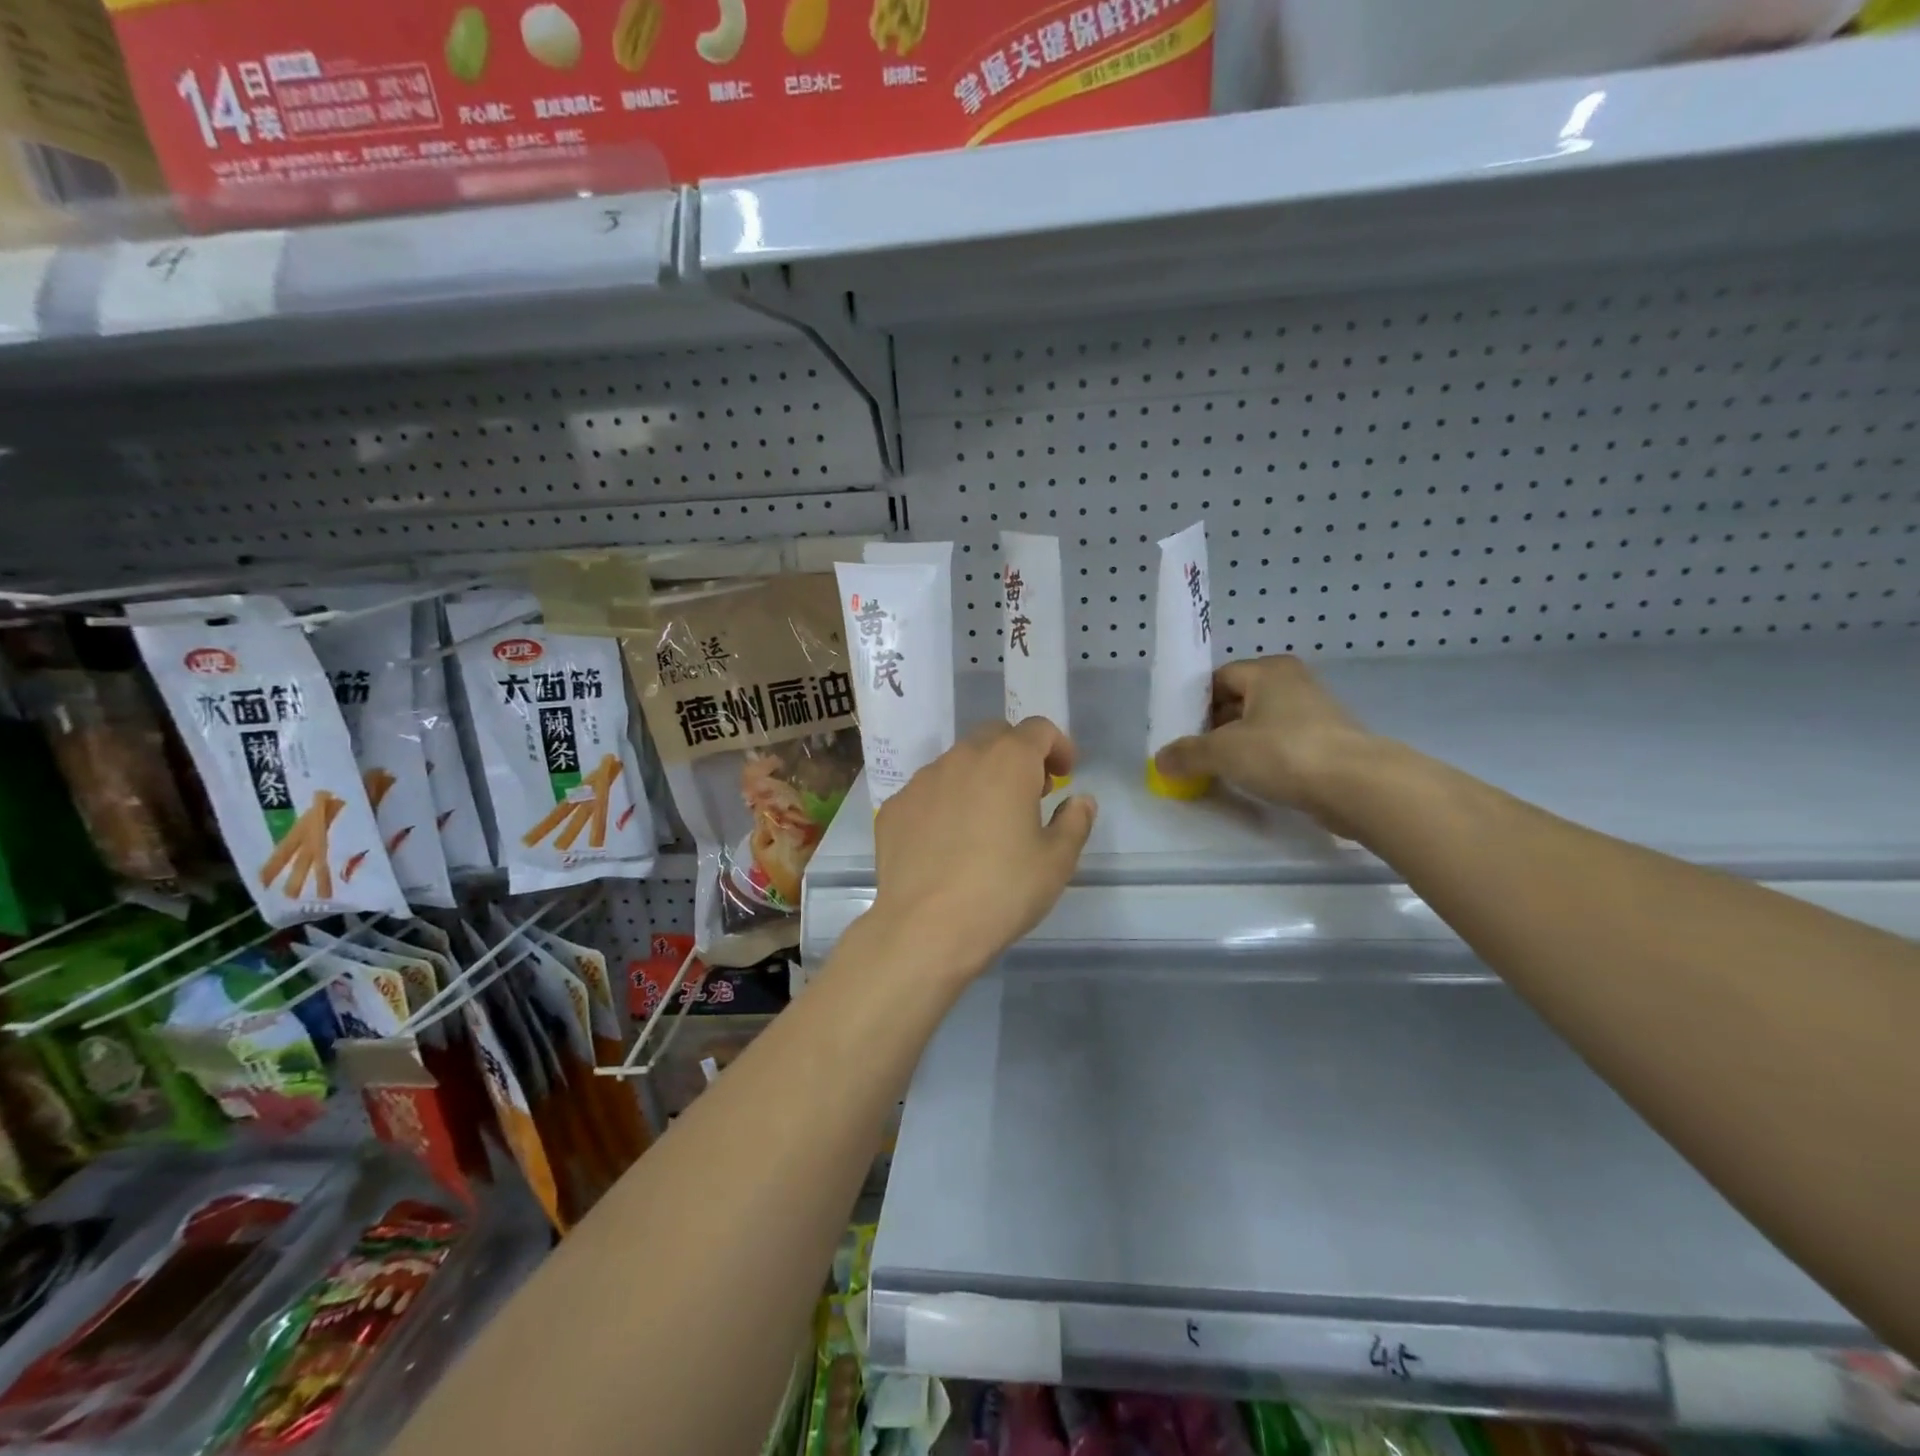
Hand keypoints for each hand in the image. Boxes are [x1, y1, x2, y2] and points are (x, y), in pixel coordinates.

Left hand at [870, 718, 1096, 982]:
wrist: (926, 928)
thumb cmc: (1003, 890)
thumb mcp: (1056, 861)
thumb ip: (1074, 821)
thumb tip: (1079, 800)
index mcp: (1008, 761)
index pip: (1038, 729)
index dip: (1058, 746)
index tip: (1064, 775)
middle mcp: (962, 758)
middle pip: (995, 736)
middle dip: (1017, 755)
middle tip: (1029, 794)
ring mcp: (922, 781)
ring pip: (958, 763)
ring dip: (979, 778)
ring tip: (986, 821)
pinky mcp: (894, 807)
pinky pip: (927, 792)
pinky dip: (945, 803)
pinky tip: (947, 843)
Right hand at [1153, 656, 1374, 828]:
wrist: (1357, 786)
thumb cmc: (1284, 752)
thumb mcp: (1223, 752)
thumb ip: (1187, 754)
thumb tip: (1160, 761)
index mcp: (1268, 671)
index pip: (1219, 678)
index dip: (1195, 703)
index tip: (1180, 731)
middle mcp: (1293, 683)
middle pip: (1240, 701)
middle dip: (1214, 727)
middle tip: (1193, 753)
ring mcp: (1315, 714)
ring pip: (1262, 725)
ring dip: (1239, 745)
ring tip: (1217, 771)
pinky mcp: (1329, 744)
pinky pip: (1283, 746)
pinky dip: (1264, 760)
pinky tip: (1251, 781)